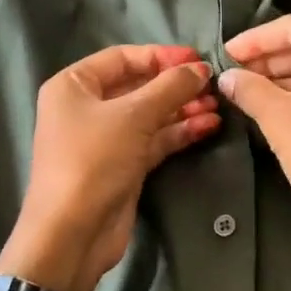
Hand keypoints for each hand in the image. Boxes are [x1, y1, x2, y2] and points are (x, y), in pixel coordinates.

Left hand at [0, 45, 219, 290]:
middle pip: (138, 86)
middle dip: (176, 85)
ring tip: (218, 105)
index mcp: (74, 85)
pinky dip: (179, 132)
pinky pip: (154, 140)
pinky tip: (208, 126)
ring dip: (183, 108)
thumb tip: (201, 68)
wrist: (72, 234)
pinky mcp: (123, 165)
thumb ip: (170, 87)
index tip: (197, 59)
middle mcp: (86, 107)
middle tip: (213, 84)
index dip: (161, 56)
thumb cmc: (93, 160)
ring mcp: (105, 138)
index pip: (122, 58)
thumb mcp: (133, 116)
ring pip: (150, 115)